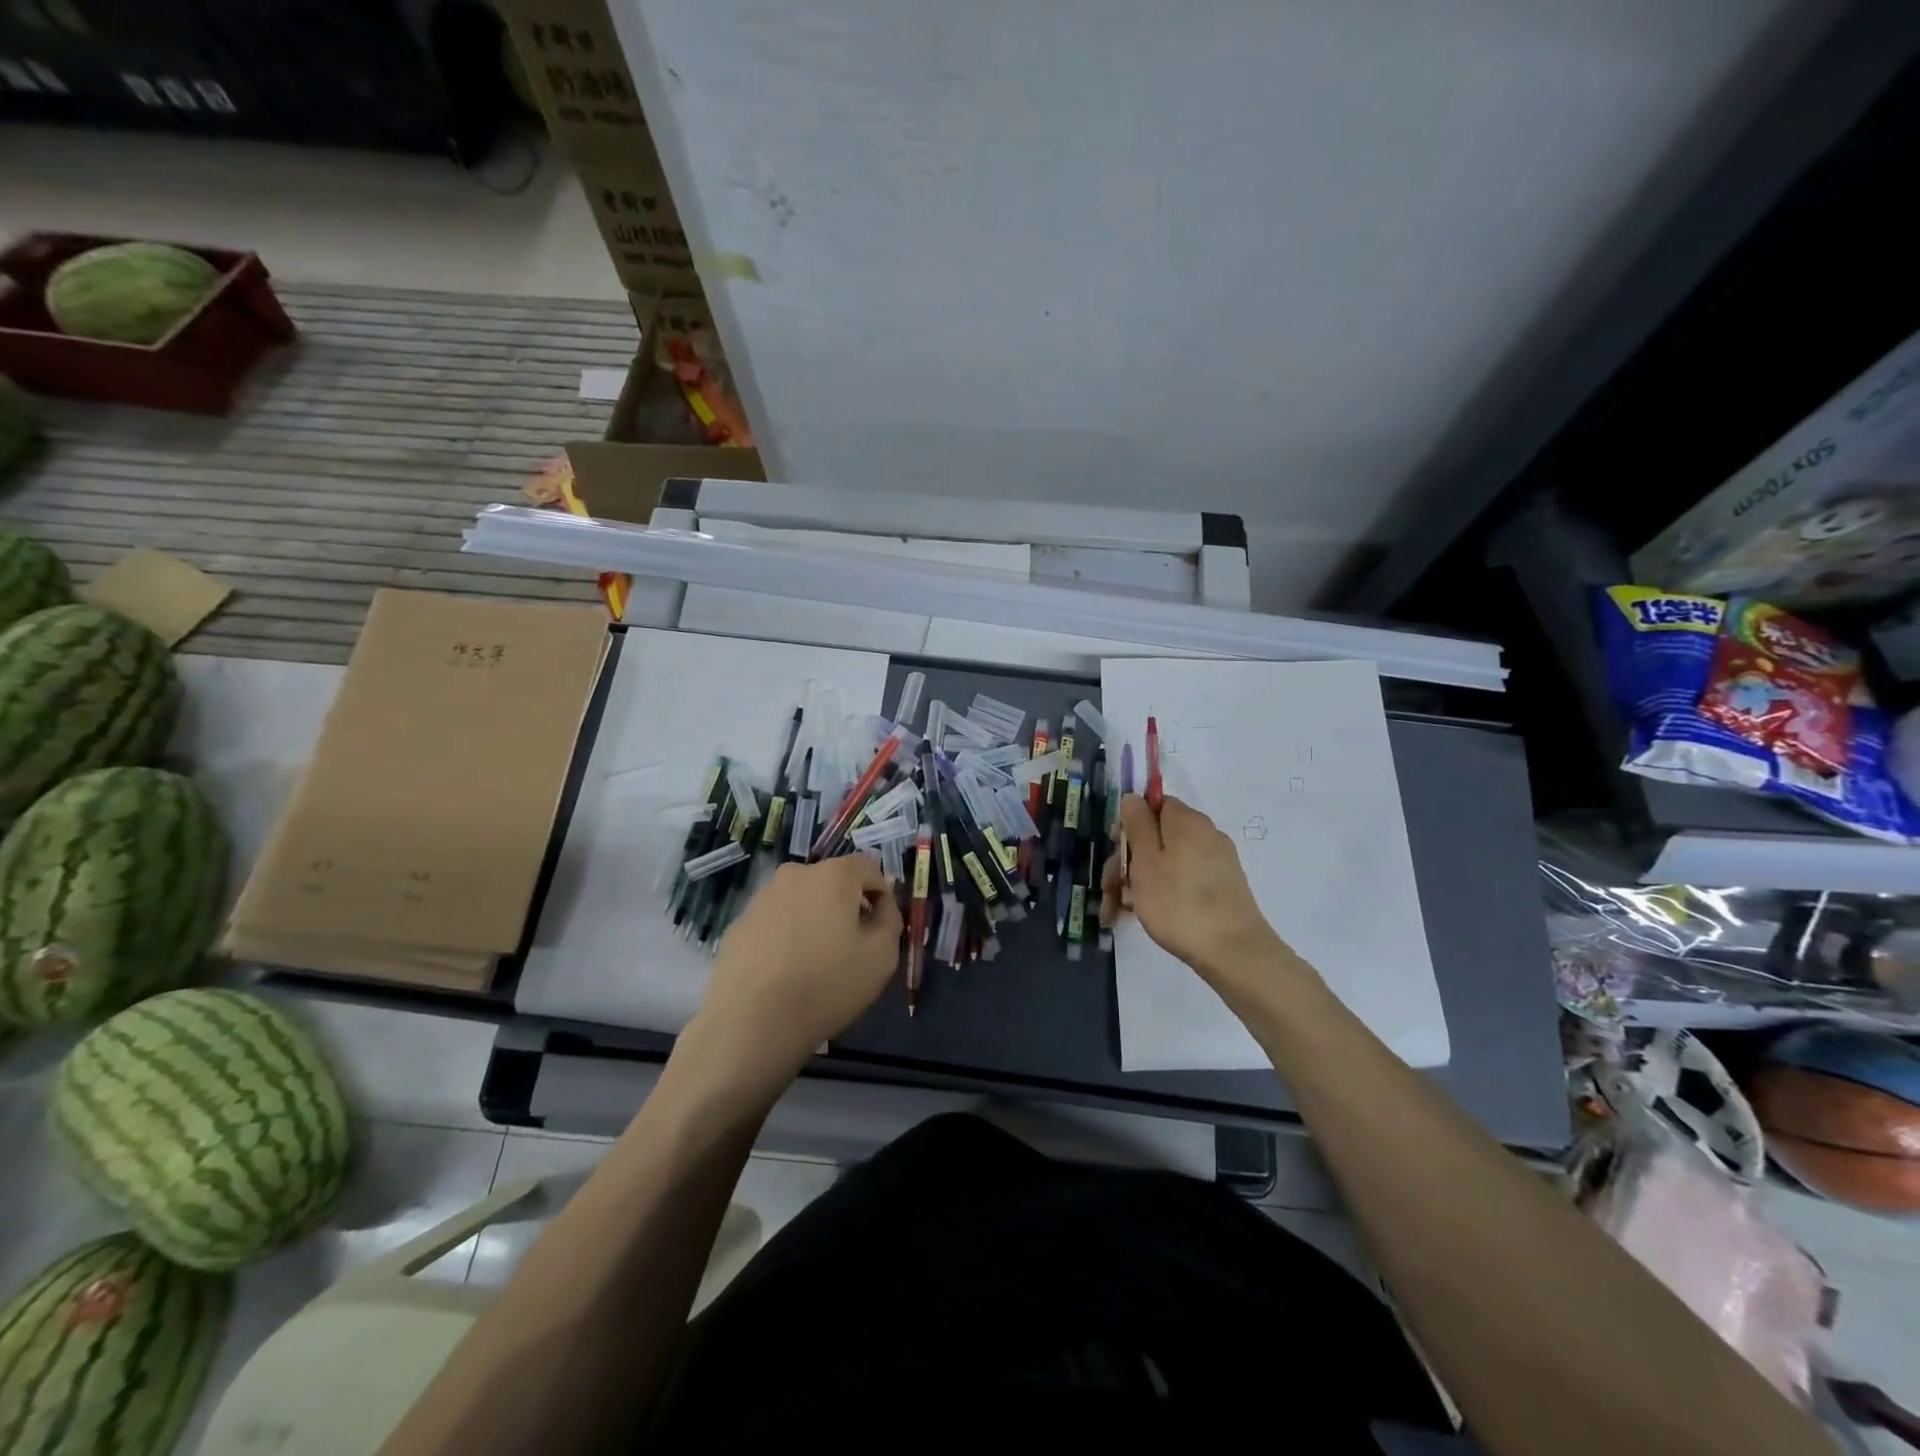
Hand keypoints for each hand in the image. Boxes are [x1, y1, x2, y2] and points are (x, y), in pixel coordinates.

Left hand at [687, 856, 901, 1095]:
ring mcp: (761, 898)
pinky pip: (775, 922)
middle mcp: (794, 875)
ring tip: (815, 963)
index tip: (881, 927)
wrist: (749, 1023)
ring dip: (814, 921)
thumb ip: (891, 920)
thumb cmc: (826, 985)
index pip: (869, 868)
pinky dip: (786, 937)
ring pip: (801, 901)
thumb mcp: (882, 956)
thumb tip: (881, 905)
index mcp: (833, 875)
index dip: (882, 895)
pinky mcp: (738, 924)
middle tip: (851, 947)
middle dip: (846, 906)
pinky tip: (785, 973)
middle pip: (832, 882)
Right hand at [1103, 794, 1289, 995]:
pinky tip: (1147, 914)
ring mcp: (1217, 862)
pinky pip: (1184, 879)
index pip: (1153, 805)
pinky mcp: (1222, 886)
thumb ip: (1137, 824)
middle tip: (1110, 892)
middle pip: (1157, 836)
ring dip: (1140, 881)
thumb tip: (1133, 797)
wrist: (1233, 952)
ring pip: (1168, 861)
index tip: (1116, 852)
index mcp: (1187, 821)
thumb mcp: (1146, 861)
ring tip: (1120, 911)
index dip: (1130, 826)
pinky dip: (1163, 891)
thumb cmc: (1179, 903)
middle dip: (1128, 861)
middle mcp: (1206, 834)